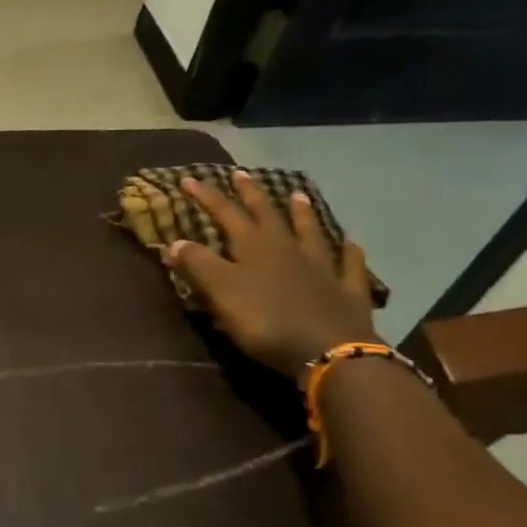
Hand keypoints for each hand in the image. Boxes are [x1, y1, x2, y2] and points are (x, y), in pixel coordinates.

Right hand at [163, 172, 379, 377]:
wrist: (329, 351)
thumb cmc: (265, 320)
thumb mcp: (221, 292)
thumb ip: (197, 265)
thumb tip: (174, 241)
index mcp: (254, 247)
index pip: (225, 213)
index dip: (207, 196)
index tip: (190, 179)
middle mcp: (288, 248)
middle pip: (267, 215)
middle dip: (251, 194)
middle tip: (241, 174)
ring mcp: (322, 268)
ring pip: (310, 232)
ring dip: (302, 214)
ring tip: (299, 195)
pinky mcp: (347, 292)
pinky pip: (348, 265)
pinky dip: (349, 253)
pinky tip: (351, 244)